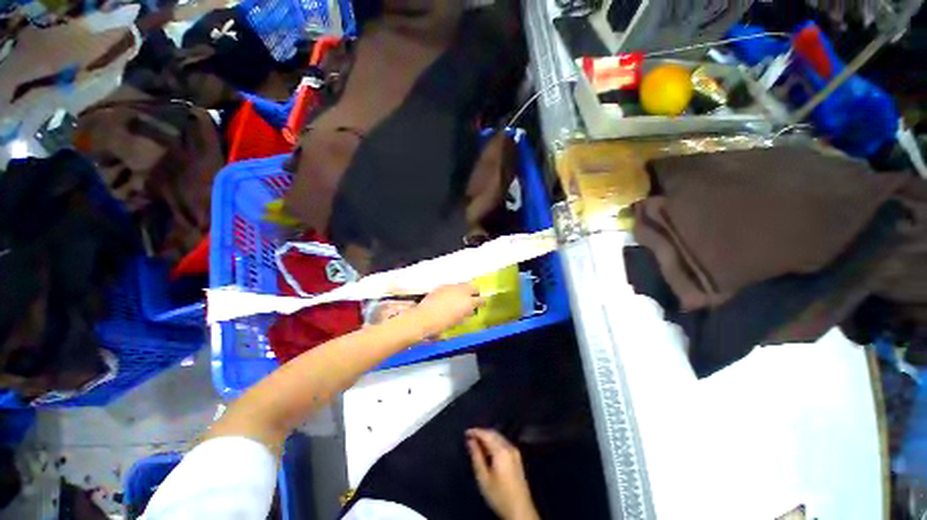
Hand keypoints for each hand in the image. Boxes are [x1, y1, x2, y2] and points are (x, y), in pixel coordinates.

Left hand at [411, 283, 482, 337]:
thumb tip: (468, 311)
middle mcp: (461, 292)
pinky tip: (449, 296)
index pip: (480, 299)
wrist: (423, 318)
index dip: (482, 302)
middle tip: (473, 298)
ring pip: (462, 285)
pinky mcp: (442, 286)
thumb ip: (464, 314)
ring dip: (464, 290)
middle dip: (475, 292)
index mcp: (467, 302)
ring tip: (461, 297)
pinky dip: (453, 290)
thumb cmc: (441, 324)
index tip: (482, 304)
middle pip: (473, 287)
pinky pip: (451, 286)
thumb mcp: (457, 321)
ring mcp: (451, 287)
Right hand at [466, 428, 538, 519]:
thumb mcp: (483, 478)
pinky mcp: (517, 457)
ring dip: (488, 437)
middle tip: (470, 438)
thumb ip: (476, 457)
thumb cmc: (499, 495)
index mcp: (501, 451)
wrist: (520, 510)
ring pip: (499, 437)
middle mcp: (509, 447)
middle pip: (494, 434)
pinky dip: (494, 442)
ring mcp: (515, 452)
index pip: (486, 434)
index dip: (475, 432)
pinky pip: (503, 443)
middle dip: (482, 433)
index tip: (466, 433)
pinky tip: (488, 450)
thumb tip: (470, 441)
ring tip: (477, 444)